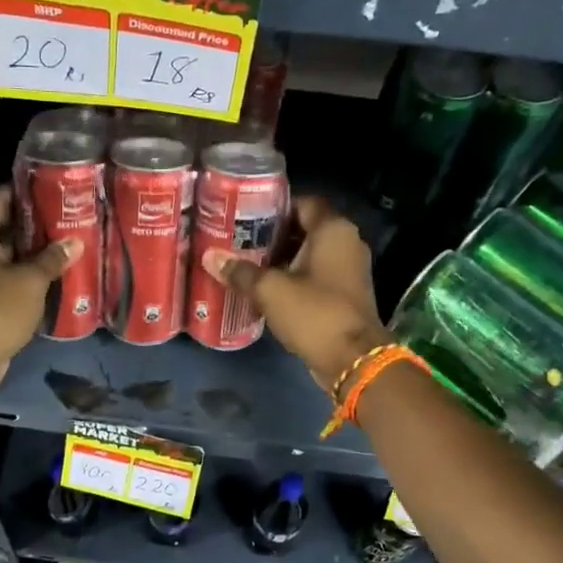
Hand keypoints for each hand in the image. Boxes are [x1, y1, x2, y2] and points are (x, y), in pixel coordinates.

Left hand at [0, 187, 81, 386]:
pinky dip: (20, 277)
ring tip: (57, 247)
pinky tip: (44, 279)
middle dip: (25, 223)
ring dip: (24, 253)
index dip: (14, 191)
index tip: (40, 189)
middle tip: (56, 219)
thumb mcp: (30, 282)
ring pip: (0, 257)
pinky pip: (1, 281)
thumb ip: (51, 260)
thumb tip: (74, 242)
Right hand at [202, 195, 389, 390]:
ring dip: (281, 259)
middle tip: (239, 240)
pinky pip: (315, 276)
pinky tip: (265, 288)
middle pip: (305, 228)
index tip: (246, 215)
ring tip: (246, 263)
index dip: (275, 206)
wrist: (353, 360)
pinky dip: (293, 278)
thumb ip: (241, 271)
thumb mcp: (271, 290)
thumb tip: (210, 257)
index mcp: (333, 230)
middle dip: (273, 235)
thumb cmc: (314, 313)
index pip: (303, 202)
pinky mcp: (345, 294)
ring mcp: (349, 270)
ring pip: (309, 254)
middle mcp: (346, 243)